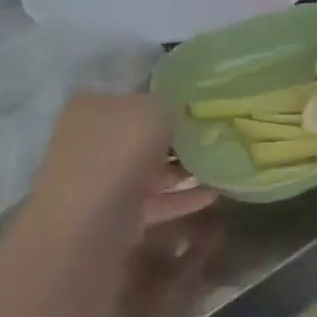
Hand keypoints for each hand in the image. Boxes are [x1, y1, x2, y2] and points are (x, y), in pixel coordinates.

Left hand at [30, 93, 213, 238]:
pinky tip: (216, 194)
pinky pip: (158, 198)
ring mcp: (103, 176)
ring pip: (153, 168)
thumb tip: (189, 110)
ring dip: (187, 169)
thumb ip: (175, 104)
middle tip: (220, 138)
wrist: (92, 219)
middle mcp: (94, 138)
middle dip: (182, 138)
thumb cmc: (121, 150)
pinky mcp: (117, 210)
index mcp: (94, 106)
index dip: (172, 101)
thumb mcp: (156, 109)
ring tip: (225, 167)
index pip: (139, 98)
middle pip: (147, 134)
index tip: (205, 109)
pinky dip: (184, 196)